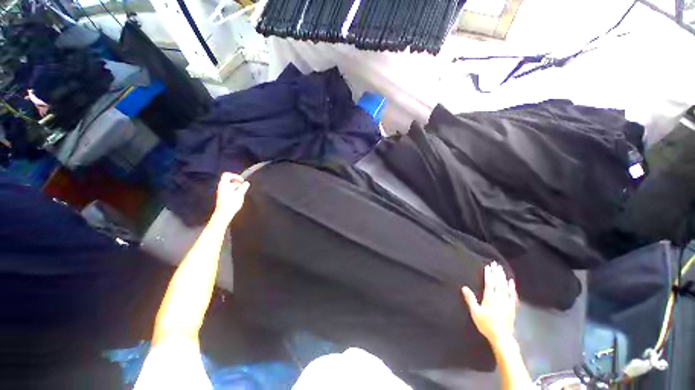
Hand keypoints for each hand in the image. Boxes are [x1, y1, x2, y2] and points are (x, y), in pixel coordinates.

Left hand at [213, 172, 249, 222]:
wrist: (224, 213)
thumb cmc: (231, 203)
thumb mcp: (240, 194)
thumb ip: (243, 187)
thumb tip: (246, 183)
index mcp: (224, 184)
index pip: (227, 174)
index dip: (235, 175)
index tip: (242, 180)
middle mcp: (221, 187)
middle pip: (229, 180)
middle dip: (237, 182)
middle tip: (243, 186)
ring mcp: (221, 192)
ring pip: (229, 185)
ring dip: (236, 187)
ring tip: (242, 191)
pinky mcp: (223, 196)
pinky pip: (229, 190)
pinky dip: (234, 190)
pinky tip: (239, 196)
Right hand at [462, 262, 517, 343]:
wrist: (502, 337)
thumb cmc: (486, 324)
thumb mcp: (475, 312)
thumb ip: (470, 299)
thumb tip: (464, 287)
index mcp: (490, 297)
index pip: (489, 283)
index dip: (488, 274)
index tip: (488, 266)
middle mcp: (499, 297)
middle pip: (498, 282)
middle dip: (496, 273)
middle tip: (495, 264)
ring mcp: (507, 302)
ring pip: (505, 286)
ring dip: (503, 277)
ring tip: (501, 269)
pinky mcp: (512, 307)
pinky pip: (512, 294)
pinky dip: (512, 287)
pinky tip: (511, 282)